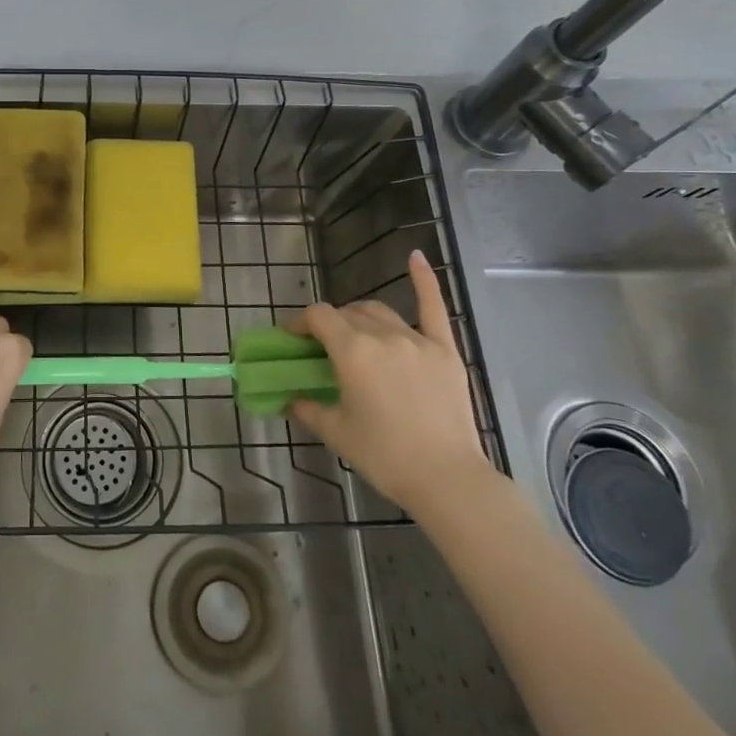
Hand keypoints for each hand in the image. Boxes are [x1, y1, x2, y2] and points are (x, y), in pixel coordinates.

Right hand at [290, 251, 490, 514]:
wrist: (447, 478)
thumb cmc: (384, 455)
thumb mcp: (336, 432)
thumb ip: (307, 407)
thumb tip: (289, 397)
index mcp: (352, 351)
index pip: (318, 317)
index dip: (300, 323)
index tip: (293, 339)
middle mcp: (382, 335)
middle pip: (348, 314)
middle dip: (330, 325)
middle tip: (323, 349)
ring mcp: (417, 340)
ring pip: (379, 312)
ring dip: (360, 317)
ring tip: (355, 334)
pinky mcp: (445, 350)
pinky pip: (434, 307)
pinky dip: (425, 280)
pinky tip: (416, 257)